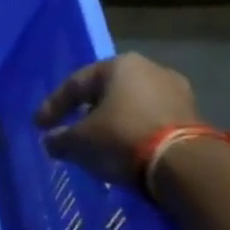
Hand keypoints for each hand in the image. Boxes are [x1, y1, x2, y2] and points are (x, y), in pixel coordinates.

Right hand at [34, 53, 200, 185]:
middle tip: (68, 130)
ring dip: (110, 122)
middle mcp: (150, 69)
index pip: (75, 84)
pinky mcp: (190, 114)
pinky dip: (131, 131)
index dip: (52, 106)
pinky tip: (122, 148)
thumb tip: (51, 141)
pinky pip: (149, 119)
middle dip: (84, 112)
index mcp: (119, 66)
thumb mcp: (79, 142)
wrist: (183, 163)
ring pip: (129, 105)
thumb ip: (59, 139)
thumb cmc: (122, 138)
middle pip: (104, 92)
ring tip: (96, 142)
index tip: (39, 126)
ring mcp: (175, 90)